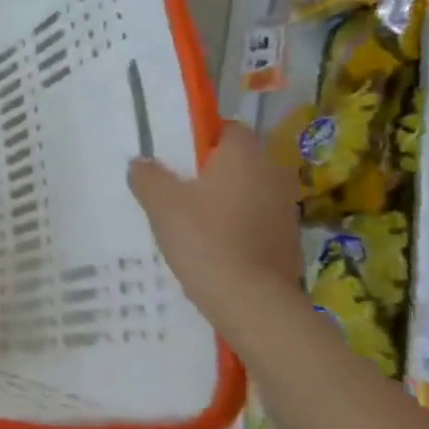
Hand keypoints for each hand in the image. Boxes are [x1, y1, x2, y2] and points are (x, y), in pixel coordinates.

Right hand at [128, 122, 300, 333]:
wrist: (251, 301)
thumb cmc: (204, 238)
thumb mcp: (160, 202)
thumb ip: (147, 175)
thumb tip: (142, 162)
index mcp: (245, 156)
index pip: (227, 128)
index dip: (200, 135)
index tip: (173, 153)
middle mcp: (272, 175)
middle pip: (237, 160)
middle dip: (207, 169)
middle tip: (172, 184)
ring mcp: (284, 209)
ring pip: (245, 190)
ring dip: (221, 197)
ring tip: (186, 216)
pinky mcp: (286, 239)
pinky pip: (253, 218)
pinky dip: (233, 223)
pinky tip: (208, 242)